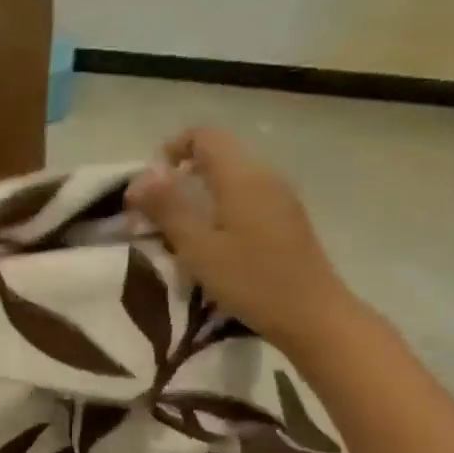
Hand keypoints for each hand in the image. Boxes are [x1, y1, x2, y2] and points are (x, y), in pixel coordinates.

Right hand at [125, 128, 360, 353]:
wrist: (313, 316)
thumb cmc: (251, 281)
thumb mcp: (198, 247)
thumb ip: (167, 207)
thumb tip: (140, 177)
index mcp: (242, 176)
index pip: (203, 136)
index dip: (170, 150)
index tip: (148, 187)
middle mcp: (264, 176)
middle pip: (215, 155)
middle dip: (178, 175)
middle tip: (152, 213)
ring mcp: (278, 198)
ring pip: (228, 177)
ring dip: (195, 193)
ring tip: (174, 230)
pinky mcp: (284, 219)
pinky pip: (242, 197)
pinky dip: (216, 207)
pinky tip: (208, 243)